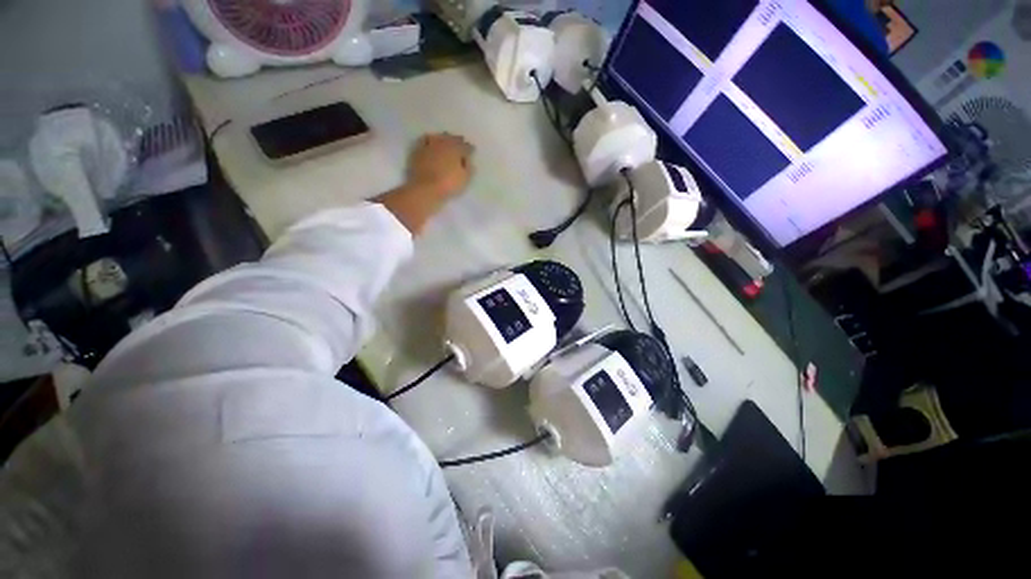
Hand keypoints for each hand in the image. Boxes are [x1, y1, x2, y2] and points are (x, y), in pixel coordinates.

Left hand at [407, 133, 473, 198]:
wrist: (425, 188)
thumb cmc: (448, 184)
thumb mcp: (464, 179)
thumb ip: (468, 168)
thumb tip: (468, 160)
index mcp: (457, 149)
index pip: (466, 146)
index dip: (470, 149)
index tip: (472, 150)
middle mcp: (443, 143)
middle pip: (452, 138)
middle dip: (457, 141)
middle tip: (460, 143)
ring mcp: (430, 145)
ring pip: (439, 137)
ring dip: (444, 138)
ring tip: (446, 141)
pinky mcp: (418, 149)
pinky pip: (425, 140)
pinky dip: (429, 140)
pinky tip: (431, 143)